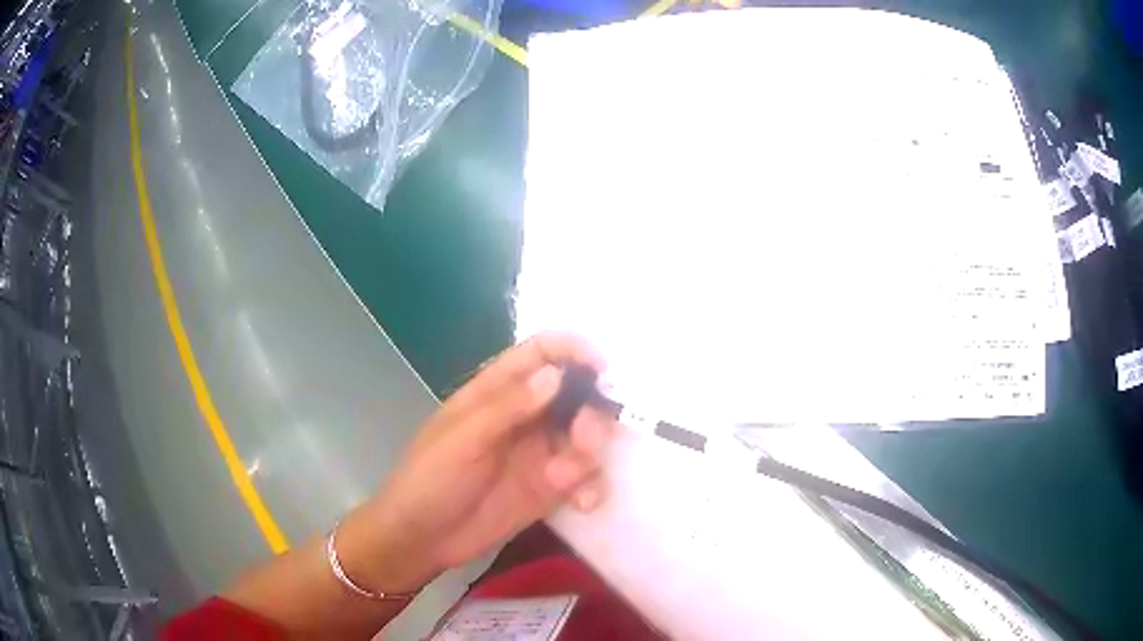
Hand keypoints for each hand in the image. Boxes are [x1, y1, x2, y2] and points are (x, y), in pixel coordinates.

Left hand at [337, 333, 615, 593]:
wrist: (422, 537)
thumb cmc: (431, 478)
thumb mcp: (463, 439)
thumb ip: (508, 407)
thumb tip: (556, 374)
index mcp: (497, 392)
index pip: (541, 353)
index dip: (574, 352)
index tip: (603, 369)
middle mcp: (525, 417)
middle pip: (576, 396)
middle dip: (591, 413)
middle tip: (585, 441)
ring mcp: (539, 453)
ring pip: (586, 437)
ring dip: (590, 454)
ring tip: (568, 480)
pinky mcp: (549, 489)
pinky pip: (585, 478)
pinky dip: (591, 486)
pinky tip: (582, 503)